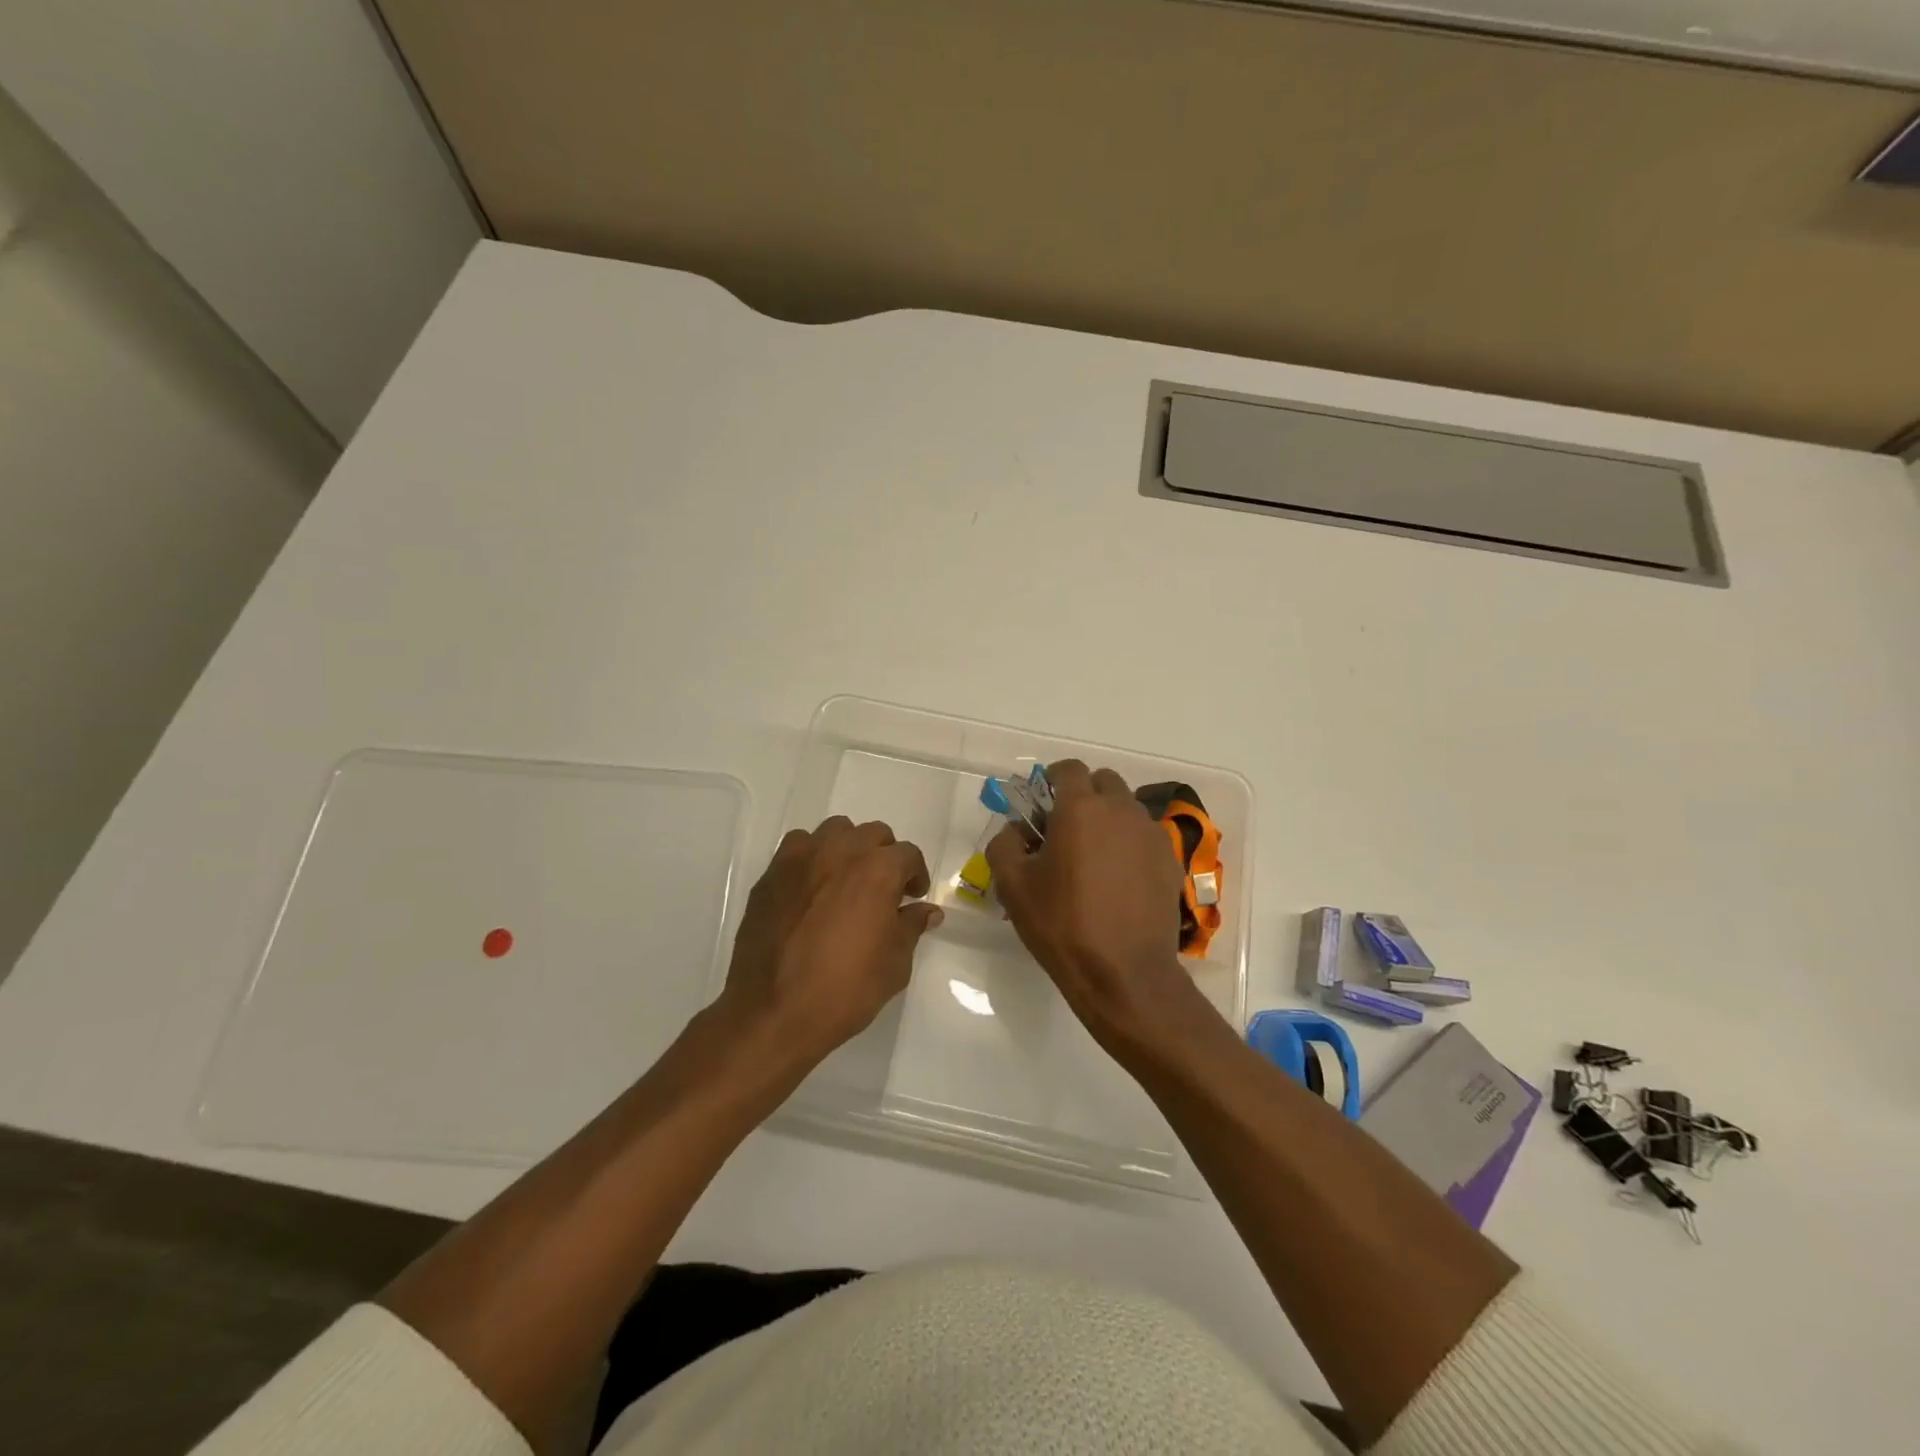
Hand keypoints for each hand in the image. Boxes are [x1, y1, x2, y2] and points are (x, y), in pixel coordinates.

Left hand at [720, 816, 941, 1065]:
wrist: (773, 1012)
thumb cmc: (845, 990)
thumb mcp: (895, 964)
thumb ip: (911, 927)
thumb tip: (927, 911)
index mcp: (878, 871)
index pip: (908, 854)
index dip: (916, 875)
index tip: (912, 897)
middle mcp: (841, 852)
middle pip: (873, 834)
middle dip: (885, 856)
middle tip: (883, 889)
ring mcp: (801, 859)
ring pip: (835, 831)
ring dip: (848, 848)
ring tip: (846, 880)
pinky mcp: (772, 874)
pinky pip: (798, 846)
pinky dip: (812, 856)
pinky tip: (812, 886)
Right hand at [985, 761, 1213, 1057]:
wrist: (1124, 973)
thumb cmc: (1062, 924)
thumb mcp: (1013, 885)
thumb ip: (1004, 844)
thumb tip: (1016, 830)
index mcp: (1081, 809)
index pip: (1069, 769)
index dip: (1053, 779)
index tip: (1042, 802)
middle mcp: (1121, 811)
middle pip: (1104, 782)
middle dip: (1084, 794)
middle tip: (1066, 828)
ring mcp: (1151, 835)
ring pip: (1128, 809)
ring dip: (1109, 819)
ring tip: (1093, 856)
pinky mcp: (1170, 862)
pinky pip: (1145, 837)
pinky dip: (1130, 844)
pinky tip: (1119, 879)